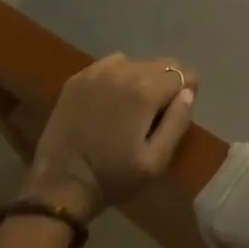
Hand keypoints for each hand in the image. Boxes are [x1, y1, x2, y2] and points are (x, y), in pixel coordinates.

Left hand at [22, 55, 198, 221]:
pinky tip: (111, 100)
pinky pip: (110, 66)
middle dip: (166, 83)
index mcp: (145, 91)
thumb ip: (177, 123)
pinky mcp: (77, 79)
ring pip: (135, 63)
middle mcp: (123, 72)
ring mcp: (96, 73)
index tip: (178, 110)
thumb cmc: (113, 177)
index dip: (188, 89)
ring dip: (142, 79)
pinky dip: (118, 77)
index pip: (182, 73)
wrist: (61, 184)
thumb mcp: (156, 161)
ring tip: (133, 106)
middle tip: (158, 112)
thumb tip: (187, 93)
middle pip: (161, 64)